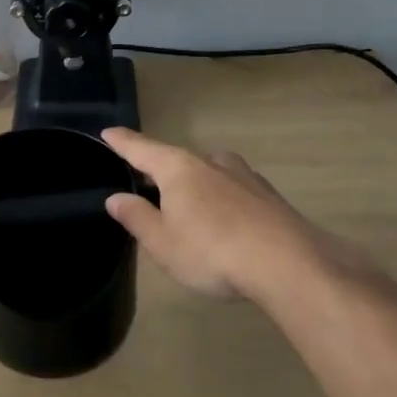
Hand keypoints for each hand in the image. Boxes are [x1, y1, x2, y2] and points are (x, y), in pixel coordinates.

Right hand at [100, 128, 377, 303]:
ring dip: (193, 186)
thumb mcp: (163, 243)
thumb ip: (137, 217)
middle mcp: (210, 162)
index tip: (107, 132)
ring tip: (186, 209)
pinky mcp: (268, 195)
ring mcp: (243, 175)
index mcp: (178, 168)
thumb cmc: (212, 251)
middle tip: (145, 187)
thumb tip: (116, 198)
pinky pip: (231, 190)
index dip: (121, 142)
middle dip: (159, 172)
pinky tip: (224, 223)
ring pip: (207, 173)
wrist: (289, 264)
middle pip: (175, 160)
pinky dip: (219, 200)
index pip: (141, 149)